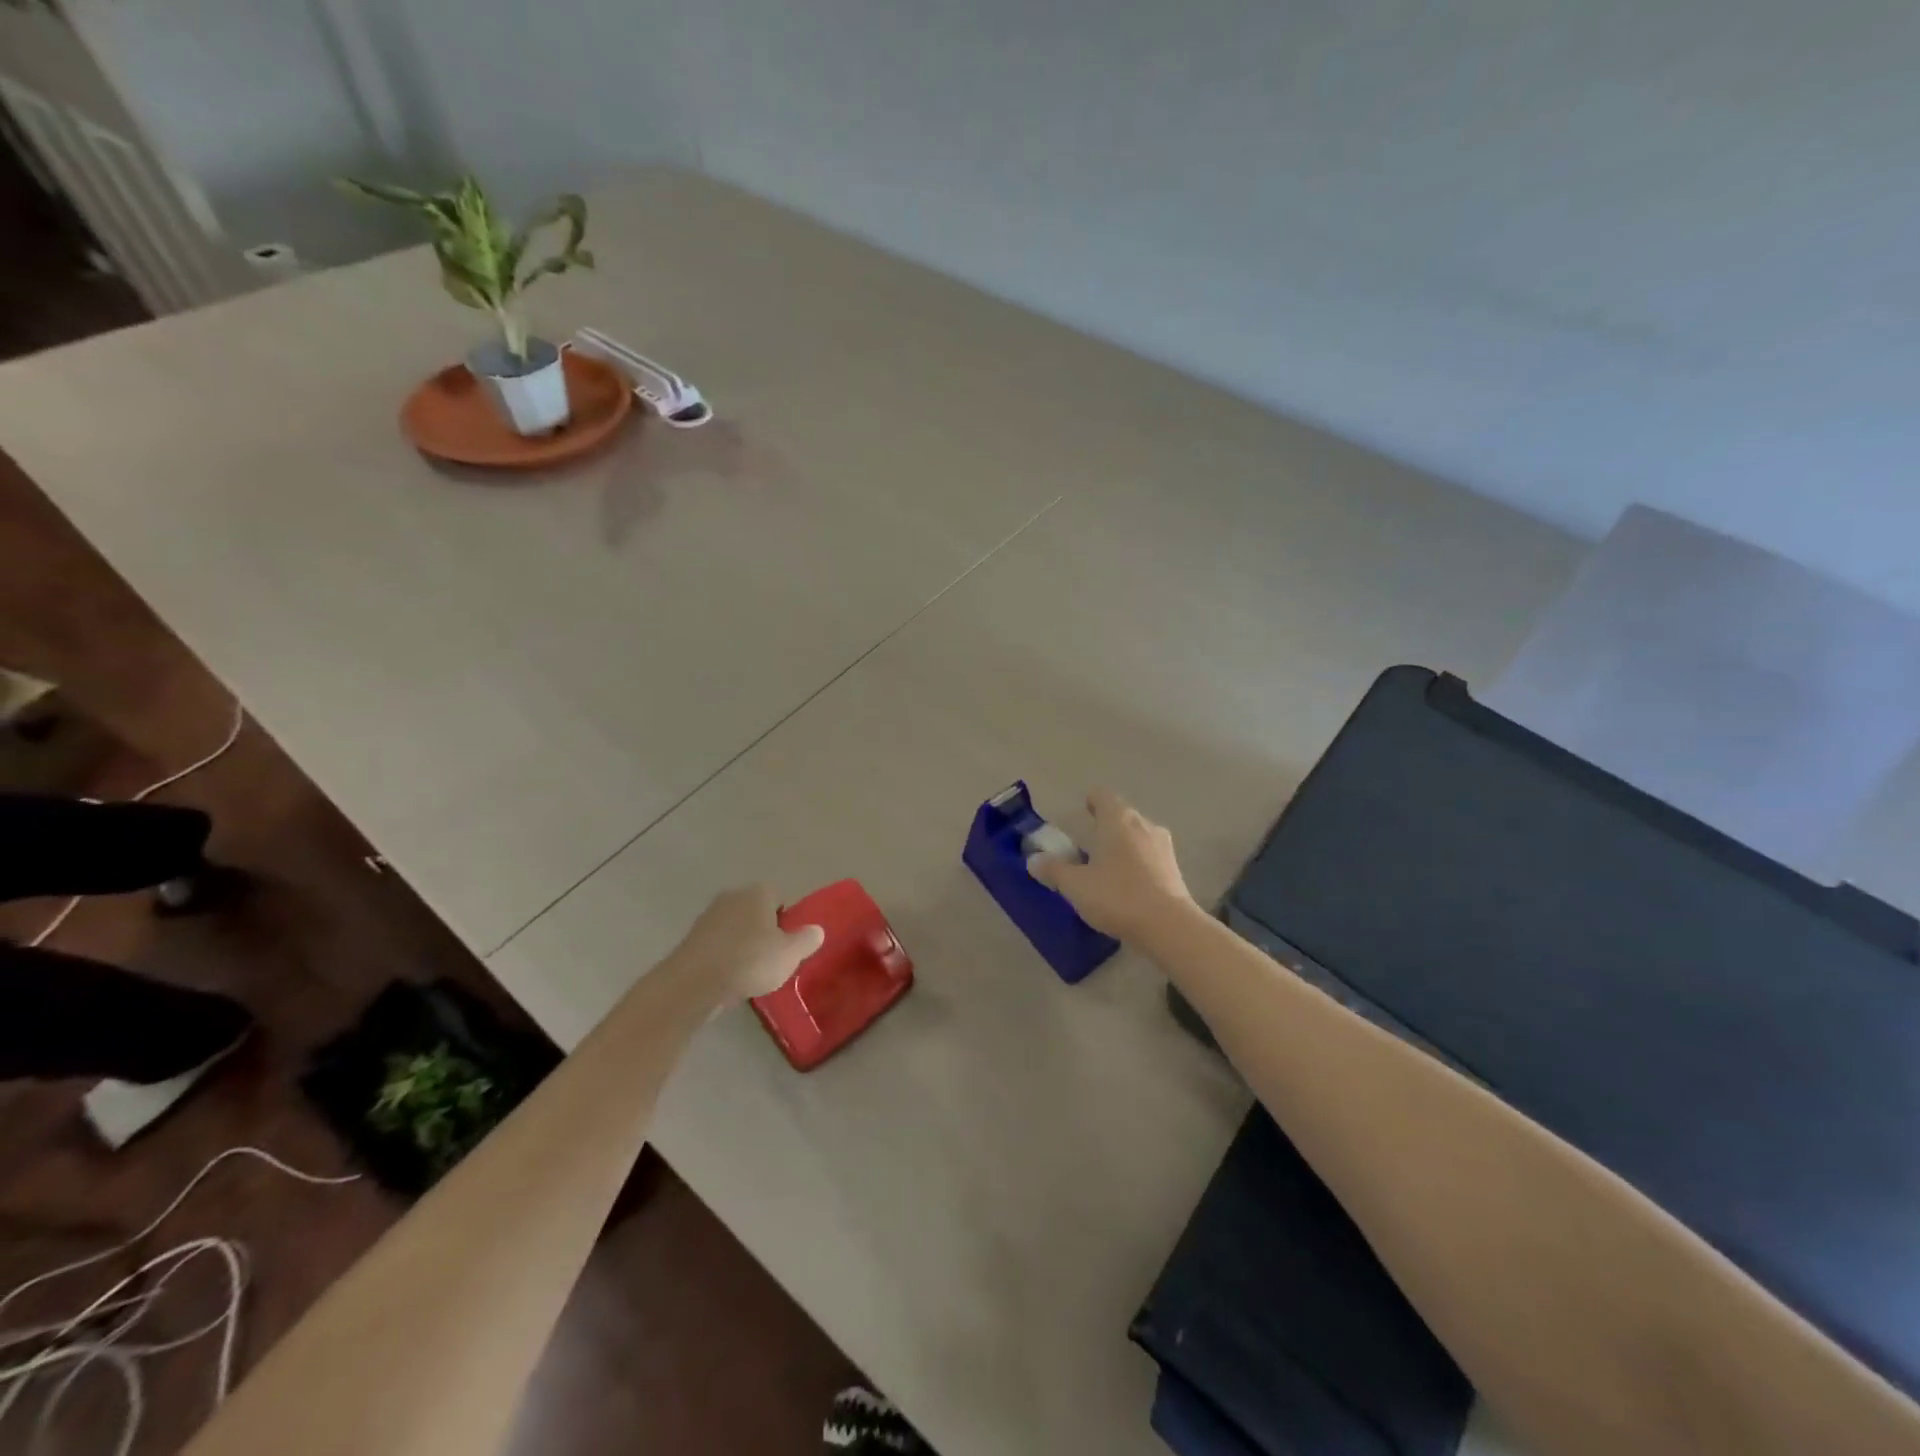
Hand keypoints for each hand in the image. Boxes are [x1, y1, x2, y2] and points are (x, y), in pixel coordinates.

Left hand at [673, 885, 824, 1001]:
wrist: (694, 984)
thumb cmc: (750, 961)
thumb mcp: (790, 954)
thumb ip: (807, 939)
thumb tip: (816, 930)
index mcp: (758, 892)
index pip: (779, 897)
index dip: (786, 919)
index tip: (788, 943)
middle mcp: (732, 896)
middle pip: (755, 911)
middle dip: (763, 930)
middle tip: (772, 958)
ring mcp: (708, 916)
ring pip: (735, 928)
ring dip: (742, 944)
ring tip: (750, 972)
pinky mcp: (691, 939)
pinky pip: (717, 944)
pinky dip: (725, 957)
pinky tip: (729, 978)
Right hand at [1026, 788, 1196, 941]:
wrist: (1169, 927)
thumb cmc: (1118, 896)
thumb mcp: (1076, 885)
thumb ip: (1053, 870)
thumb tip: (1033, 860)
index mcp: (1118, 819)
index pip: (1103, 795)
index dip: (1090, 802)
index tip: (1081, 815)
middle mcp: (1143, 825)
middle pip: (1121, 816)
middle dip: (1105, 828)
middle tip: (1086, 848)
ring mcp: (1163, 846)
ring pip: (1137, 836)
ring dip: (1122, 847)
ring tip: (1106, 870)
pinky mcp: (1175, 869)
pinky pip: (1150, 857)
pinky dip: (1137, 865)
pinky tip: (1127, 888)